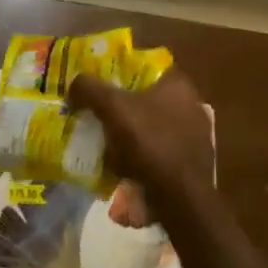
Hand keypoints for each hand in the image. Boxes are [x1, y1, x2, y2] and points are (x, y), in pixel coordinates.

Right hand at [68, 69, 213, 220]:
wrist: (180, 198)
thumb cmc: (149, 142)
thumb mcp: (111, 107)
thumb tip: (73, 86)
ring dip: (130, 136)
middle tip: (97, 116)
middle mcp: (192, 106)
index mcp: (178, 85)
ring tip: (105, 145)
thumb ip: (88, 88)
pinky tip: (122, 168)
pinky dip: (141, 158)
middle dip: (122, 109)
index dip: (118, 75)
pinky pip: (159, 153)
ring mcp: (195, 137)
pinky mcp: (192, 164)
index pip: (144, 69)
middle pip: (145, 100)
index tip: (98, 87)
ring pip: (151, 128)